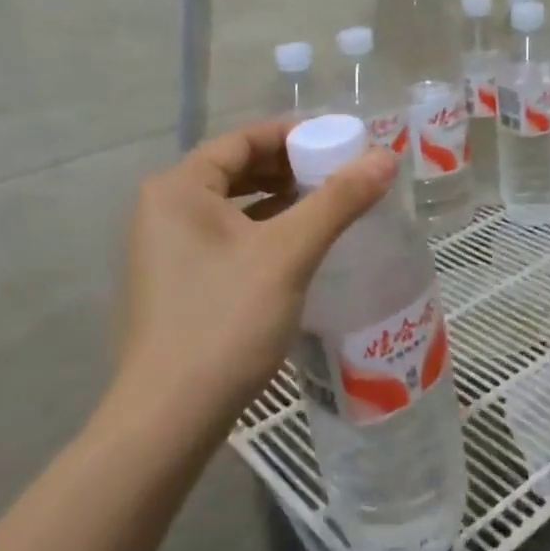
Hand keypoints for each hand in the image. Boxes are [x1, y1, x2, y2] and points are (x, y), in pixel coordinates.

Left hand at [102, 122, 398, 433]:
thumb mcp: (288, 254)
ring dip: (279, 199)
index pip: (242, 139)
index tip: (340, 141)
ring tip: (328, 205)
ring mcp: (166, 248)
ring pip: (233, 205)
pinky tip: (299, 245)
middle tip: (340, 173)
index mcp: (178, 188)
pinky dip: (264, 230)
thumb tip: (385, 157)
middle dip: (290, 167)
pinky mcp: (179, 281)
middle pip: (236, 169)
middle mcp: (164, 209)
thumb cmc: (226, 321)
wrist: (171, 416)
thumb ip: (337, 201)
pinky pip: (227, 237)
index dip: (293, 134)